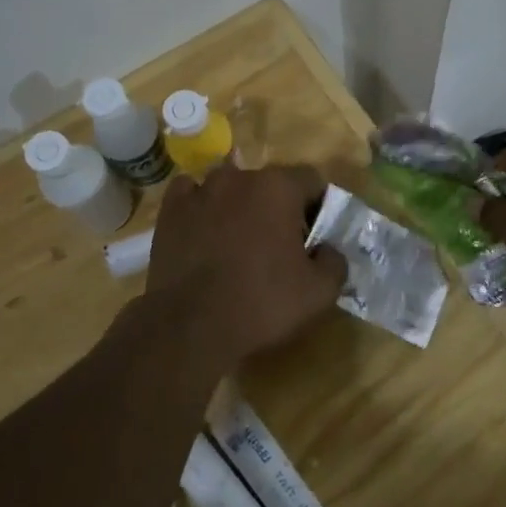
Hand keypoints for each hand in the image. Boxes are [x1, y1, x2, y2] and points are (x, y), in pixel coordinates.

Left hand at [146, 163, 346, 365]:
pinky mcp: (170, 211)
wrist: (190, 328)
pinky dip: (201, 206)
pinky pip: (191, 194)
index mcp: (279, 188)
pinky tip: (203, 230)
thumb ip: (335, 261)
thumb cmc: (262, 304)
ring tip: (238, 240)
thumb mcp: (320, 292)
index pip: (311, 180)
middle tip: (280, 244)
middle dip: (278, 207)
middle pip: (269, 183)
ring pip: (230, 187)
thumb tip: (328, 249)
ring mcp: (200, 191)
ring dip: (239, 205)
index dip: (318, 206)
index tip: (316, 235)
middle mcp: (239, 178)